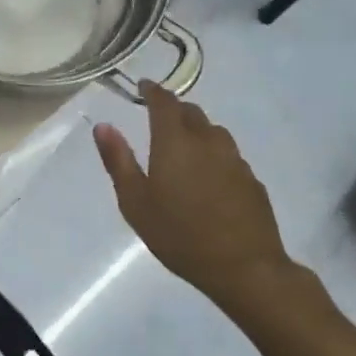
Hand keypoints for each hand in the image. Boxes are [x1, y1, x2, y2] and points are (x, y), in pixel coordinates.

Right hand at [93, 82, 293, 310]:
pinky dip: (213, 155)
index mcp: (175, 142)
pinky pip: (228, 155)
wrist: (244, 267)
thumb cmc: (179, 235)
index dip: (152, 91)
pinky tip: (208, 178)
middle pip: (191, 112)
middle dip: (173, 110)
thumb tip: (103, 126)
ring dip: (196, 131)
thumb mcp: (135, 202)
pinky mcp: (251, 180)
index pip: (164, 102)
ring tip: (183, 148)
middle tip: (158, 119)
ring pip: (213, 132)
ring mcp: (235, 160)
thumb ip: (118, 161)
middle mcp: (208, 141)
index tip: (143, 87)